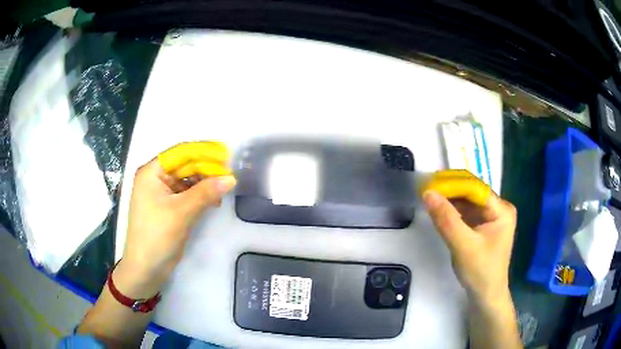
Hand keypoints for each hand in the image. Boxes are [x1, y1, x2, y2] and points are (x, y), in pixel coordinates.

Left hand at [120, 158, 235, 289]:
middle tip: (229, 174)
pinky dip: (201, 195)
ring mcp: (163, 193)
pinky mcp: (169, 207)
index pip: (181, 153)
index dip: (204, 151)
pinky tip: (214, 200)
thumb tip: (231, 178)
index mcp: (152, 172)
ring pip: (188, 180)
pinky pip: (188, 194)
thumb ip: (205, 193)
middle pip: (185, 165)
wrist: (146, 269)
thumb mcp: (181, 213)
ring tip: (224, 188)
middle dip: (206, 168)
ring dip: (205, 182)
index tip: (226, 155)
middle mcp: (156, 178)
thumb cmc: (156, 236)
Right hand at [423, 190, 516, 302]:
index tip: (430, 183)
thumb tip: (428, 193)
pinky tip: (439, 210)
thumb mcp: (463, 246)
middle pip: (472, 192)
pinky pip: (466, 212)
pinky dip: (452, 210)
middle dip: (450, 190)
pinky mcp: (483, 225)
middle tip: (427, 188)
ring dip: (450, 199)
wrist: (485, 295)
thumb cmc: (480, 272)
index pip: (476, 188)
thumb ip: (446, 219)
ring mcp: (491, 216)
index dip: (453, 184)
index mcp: (502, 210)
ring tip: (429, 196)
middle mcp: (498, 208)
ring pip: (468, 201)